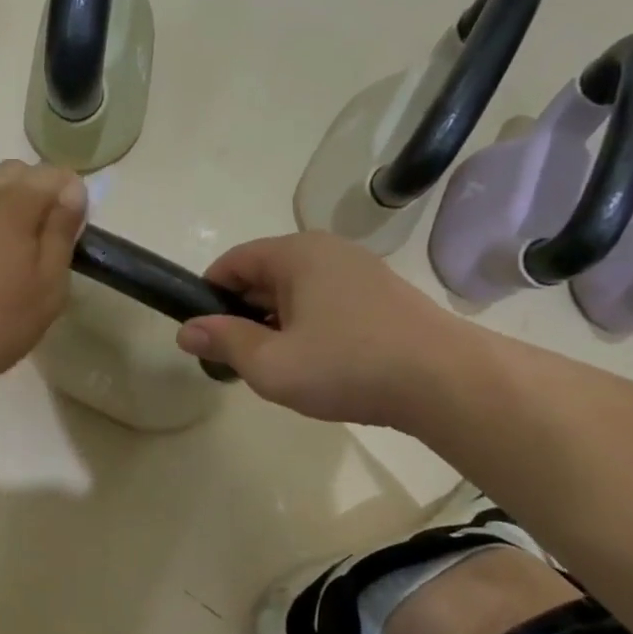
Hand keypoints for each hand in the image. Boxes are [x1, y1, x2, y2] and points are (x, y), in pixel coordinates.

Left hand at [0, 160, 87, 390]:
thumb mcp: (48, 283)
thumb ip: (61, 232)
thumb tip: (72, 190)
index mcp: (14, 201)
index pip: (54, 174)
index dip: (71, 196)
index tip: (73, 233)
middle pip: (14, 174)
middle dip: (36, 195)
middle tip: (45, 242)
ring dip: (3, 212)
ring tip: (11, 257)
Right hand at [175, 233, 472, 426]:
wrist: (446, 382)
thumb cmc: (348, 366)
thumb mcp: (271, 364)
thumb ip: (224, 342)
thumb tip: (186, 331)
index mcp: (296, 254)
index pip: (232, 262)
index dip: (207, 297)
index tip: (203, 336)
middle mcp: (326, 251)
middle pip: (263, 275)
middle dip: (242, 314)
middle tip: (238, 359)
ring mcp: (358, 271)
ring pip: (294, 291)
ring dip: (275, 324)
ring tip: (277, 366)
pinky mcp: (380, 295)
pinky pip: (324, 302)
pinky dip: (307, 326)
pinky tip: (316, 363)